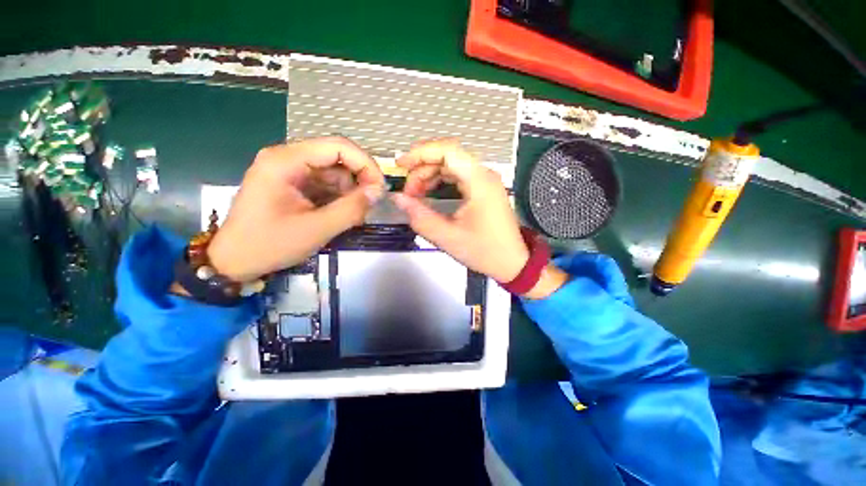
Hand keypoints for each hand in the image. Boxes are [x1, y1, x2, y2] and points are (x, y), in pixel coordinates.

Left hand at [207, 137, 384, 281]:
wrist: (235, 261)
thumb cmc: (269, 245)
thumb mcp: (316, 229)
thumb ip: (351, 209)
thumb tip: (378, 192)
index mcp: (286, 161)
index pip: (337, 146)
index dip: (365, 164)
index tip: (380, 188)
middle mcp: (287, 158)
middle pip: (337, 157)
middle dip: (359, 179)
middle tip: (370, 204)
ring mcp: (290, 170)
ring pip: (335, 172)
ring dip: (350, 191)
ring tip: (354, 216)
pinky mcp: (294, 184)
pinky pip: (326, 183)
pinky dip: (339, 197)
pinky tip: (342, 214)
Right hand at [391, 139, 528, 282]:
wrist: (511, 262)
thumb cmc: (485, 251)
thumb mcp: (448, 238)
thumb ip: (420, 217)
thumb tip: (398, 198)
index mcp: (479, 182)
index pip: (448, 150)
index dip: (421, 152)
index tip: (401, 165)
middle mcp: (484, 175)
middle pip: (447, 156)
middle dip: (422, 170)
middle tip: (408, 193)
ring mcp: (484, 180)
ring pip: (451, 165)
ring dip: (429, 175)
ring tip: (416, 195)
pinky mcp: (482, 188)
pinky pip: (457, 175)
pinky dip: (440, 181)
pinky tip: (429, 194)